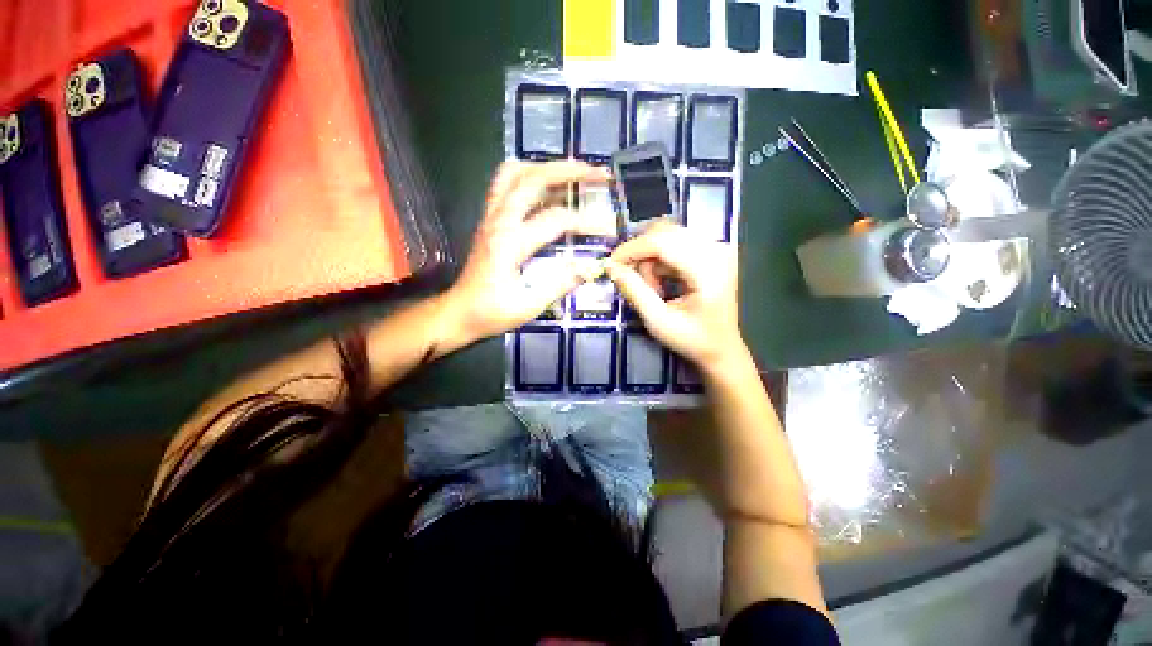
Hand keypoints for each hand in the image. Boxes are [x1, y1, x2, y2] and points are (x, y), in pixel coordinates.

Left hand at [443, 160, 613, 344]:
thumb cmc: (491, 312)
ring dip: (546, 166)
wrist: (458, 312)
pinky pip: (505, 184)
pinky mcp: (489, 219)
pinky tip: (546, 185)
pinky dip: (528, 176)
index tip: (608, 228)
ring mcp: (491, 216)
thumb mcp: (528, 306)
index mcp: (510, 242)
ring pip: (514, 172)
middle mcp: (499, 220)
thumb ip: (560, 284)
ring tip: (574, 172)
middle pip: (534, 178)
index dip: (586, 221)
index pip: (556, 219)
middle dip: (570, 170)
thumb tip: (591, 266)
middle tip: (599, 173)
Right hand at [606, 221, 745, 366]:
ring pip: (667, 235)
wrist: (721, 348)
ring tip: (653, 289)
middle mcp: (716, 250)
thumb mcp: (658, 321)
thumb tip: (611, 267)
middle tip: (633, 281)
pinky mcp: (711, 251)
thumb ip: (634, 292)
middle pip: (664, 232)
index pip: (662, 242)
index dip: (632, 249)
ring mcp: (715, 248)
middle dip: (641, 254)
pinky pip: (675, 242)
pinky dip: (660, 259)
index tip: (611, 264)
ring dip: (650, 258)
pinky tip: (661, 282)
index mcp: (708, 269)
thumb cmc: (693, 339)